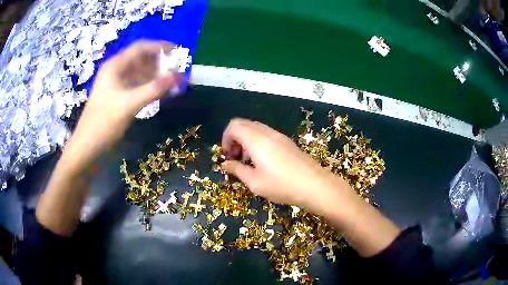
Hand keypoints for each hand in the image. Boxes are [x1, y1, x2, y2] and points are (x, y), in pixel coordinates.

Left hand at [75, 40, 179, 149]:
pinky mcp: (116, 96)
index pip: (140, 48)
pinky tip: (158, 91)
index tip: (178, 52)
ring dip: (155, 73)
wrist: (87, 147)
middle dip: (159, 61)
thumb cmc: (104, 123)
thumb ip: (154, 89)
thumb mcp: (129, 104)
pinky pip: (135, 84)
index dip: (160, 46)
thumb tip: (179, 76)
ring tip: (171, 80)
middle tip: (177, 69)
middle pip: (140, 58)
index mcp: (115, 66)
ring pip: (139, 71)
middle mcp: (115, 71)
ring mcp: (115, 84)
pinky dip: (148, 85)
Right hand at [221, 119, 347, 211]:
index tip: (228, 156)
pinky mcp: (287, 142)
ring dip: (246, 141)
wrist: (315, 185)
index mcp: (255, 139)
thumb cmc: (282, 185)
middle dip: (234, 139)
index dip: (225, 139)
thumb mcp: (254, 182)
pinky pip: (266, 135)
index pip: (233, 126)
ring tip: (248, 162)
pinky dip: (257, 142)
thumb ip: (237, 170)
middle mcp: (267, 132)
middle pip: (243, 124)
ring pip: (255, 129)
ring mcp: (279, 135)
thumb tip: (225, 165)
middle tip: (235, 158)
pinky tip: (263, 161)